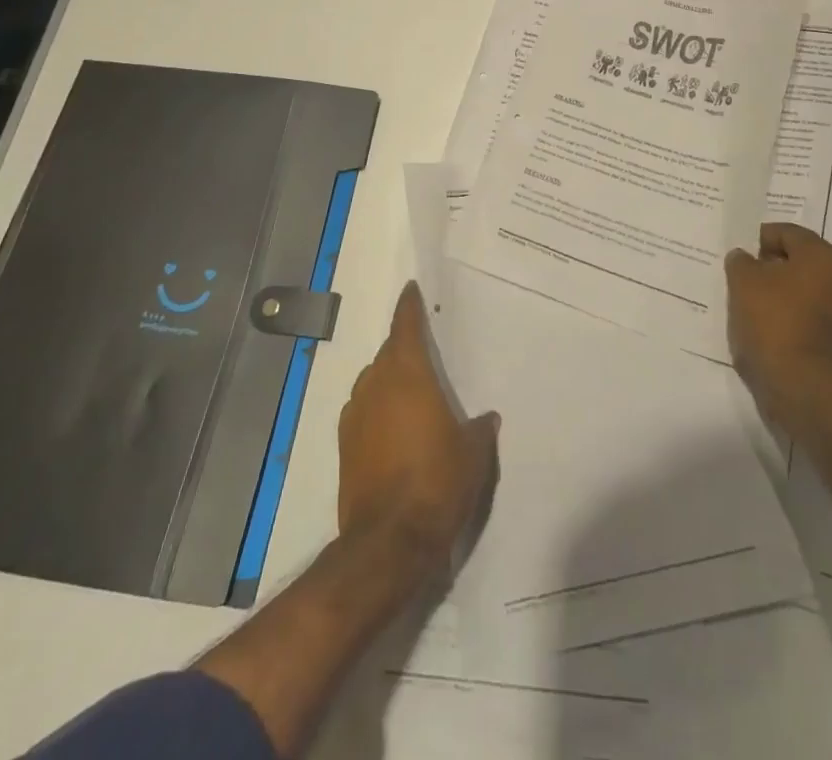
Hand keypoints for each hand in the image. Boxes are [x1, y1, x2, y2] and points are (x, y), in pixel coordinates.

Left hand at [337, 282, 499, 575]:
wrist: (389, 541)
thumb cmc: (437, 483)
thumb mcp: (472, 454)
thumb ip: (478, 429)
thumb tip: (486, 418)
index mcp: (408, 375)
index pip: (406, 327)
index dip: (409, 307)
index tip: (410, 289)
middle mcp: (377, 386)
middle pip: (388, 353)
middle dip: (403, 345)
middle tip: (422, 347)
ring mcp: (356, 415)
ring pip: (373, 381)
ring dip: (389, 378)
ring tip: (411, 391)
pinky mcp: (345, 446)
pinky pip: (363, 410)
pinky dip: (377, 408)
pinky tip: (393, 427)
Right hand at [724, 223, 831, 433]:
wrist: (801, 384)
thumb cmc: (773, 320)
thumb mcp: (743, 280)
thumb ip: (740, 261)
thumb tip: (744, 258)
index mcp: (821, 255)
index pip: (785, 232)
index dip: (757, 240)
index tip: (737, 257)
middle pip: (794, 259)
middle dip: (767, 266)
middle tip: (739, 277)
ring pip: (798, 287)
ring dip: (774, 291)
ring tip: (747, 303)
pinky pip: (802, 312)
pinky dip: (784, 314)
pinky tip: (762, 325)